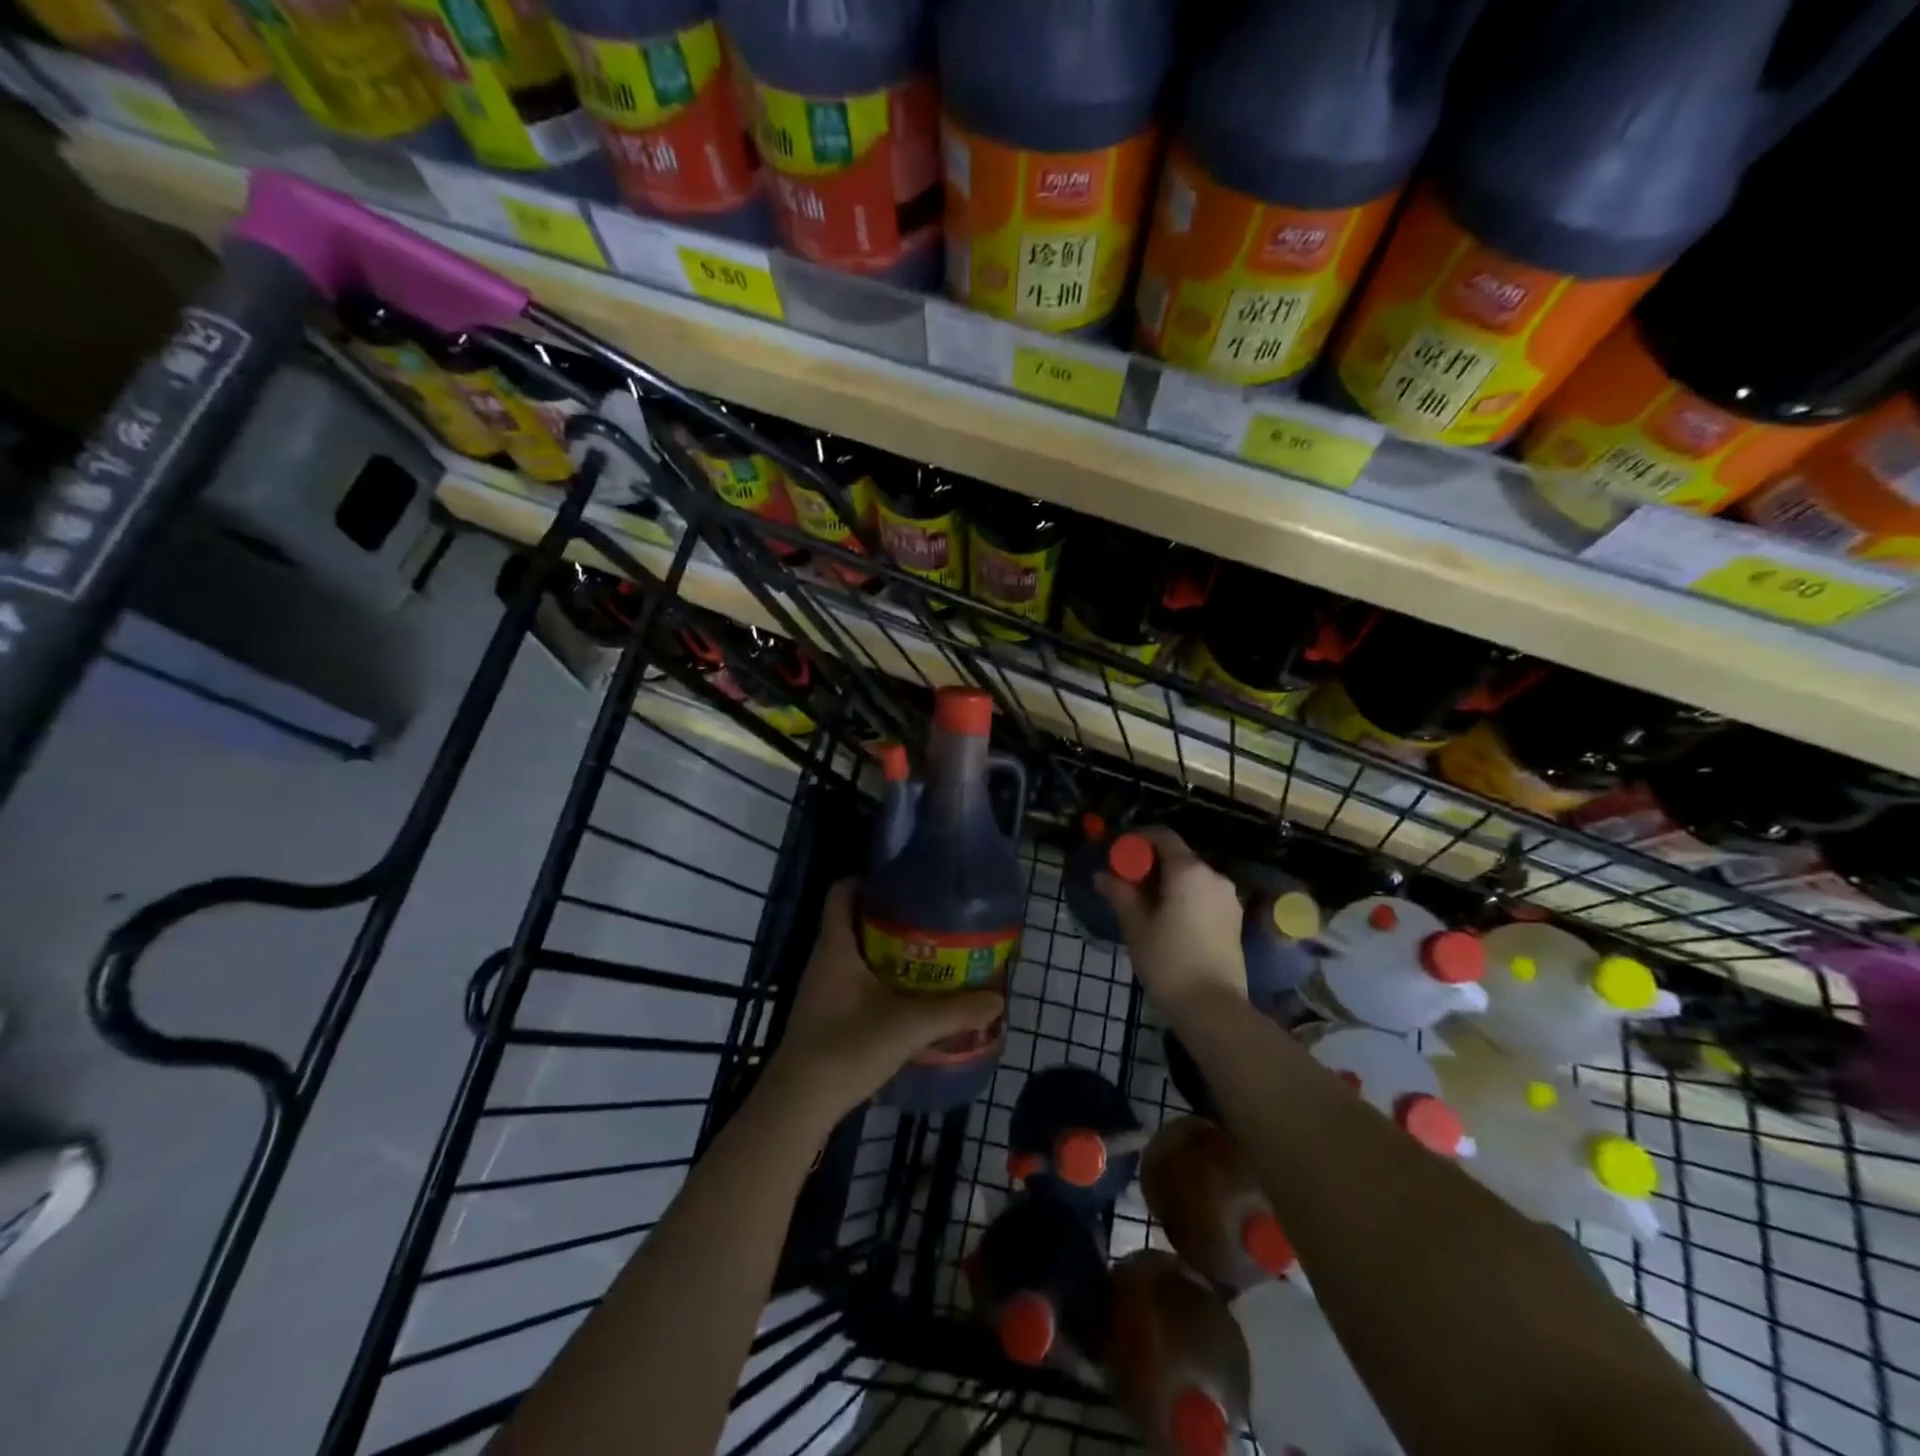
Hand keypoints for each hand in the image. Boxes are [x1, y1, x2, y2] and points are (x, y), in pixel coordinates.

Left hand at [764, 880, 1003, 1124]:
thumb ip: (954, 1012)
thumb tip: (997, 1000)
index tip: (903, 883)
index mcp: (836, 947)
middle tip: (930, 921)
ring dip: (886, 952)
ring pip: (855, 954)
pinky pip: (853, 982)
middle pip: (853, 922)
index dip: (867, 880)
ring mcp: (821, 989)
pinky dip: (878, 980)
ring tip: (928, 956)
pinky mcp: (825, 1015)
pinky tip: (907, 998)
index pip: (841, 893)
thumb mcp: (907, 1027)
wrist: (798, 1104)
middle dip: (889, 918)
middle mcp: (824, 960)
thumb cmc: (846, 1048)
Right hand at [1096, 826, 1246, 1018]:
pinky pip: (1203, 896)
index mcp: (1189, 871)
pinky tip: (1167, 920)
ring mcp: (1228, 899)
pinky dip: (1184, 898)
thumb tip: (1102, 876)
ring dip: (1167, 883)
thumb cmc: (1168, 961)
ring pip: (1191, 878)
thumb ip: (1120, 894)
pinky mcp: (1234, 920)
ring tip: (1144, 905)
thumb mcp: (1136, 926)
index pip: (1162, 837)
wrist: (1212, 1008)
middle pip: (1178, 857)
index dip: (1137, 840)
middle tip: (1125, 883)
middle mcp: (1214, 876)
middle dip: (1150, 864)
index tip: (1117, 854)